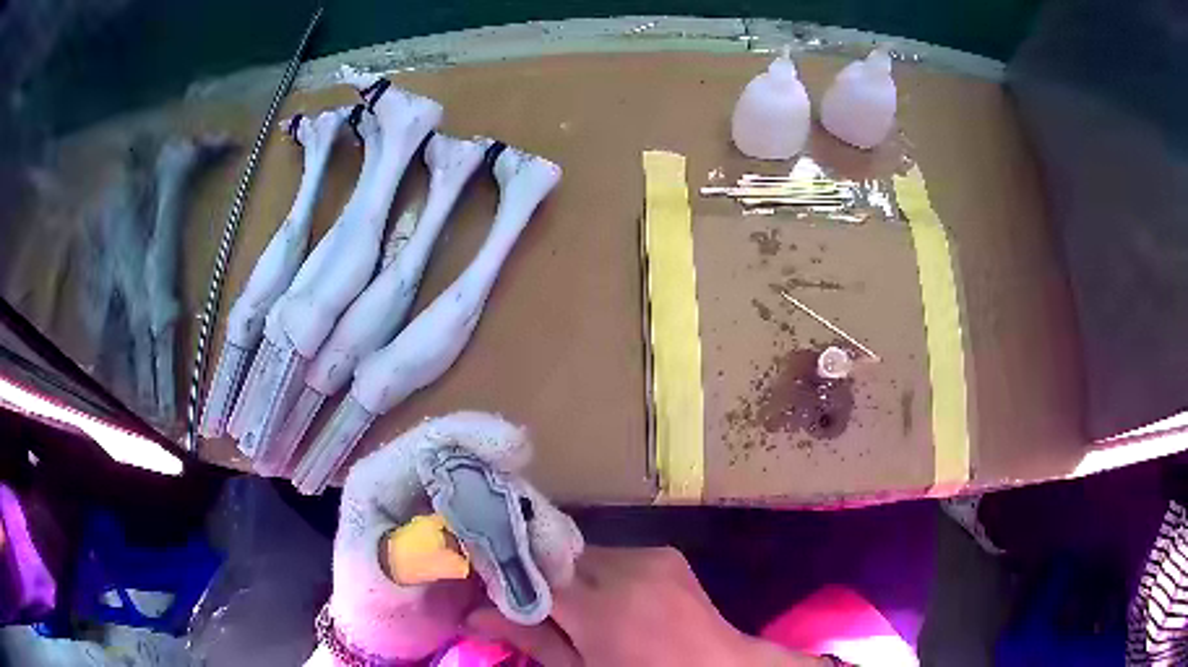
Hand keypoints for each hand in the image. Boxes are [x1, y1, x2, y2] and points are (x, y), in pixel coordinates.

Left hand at [322, 412, 583, 660]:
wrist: (391, 637)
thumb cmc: (371, 604)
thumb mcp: (373, 583)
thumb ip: (402, 558)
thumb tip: (445, 539)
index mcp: (387, 481)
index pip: (430, 444)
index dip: (474, 437)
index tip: (518, 451)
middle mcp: (428, 486)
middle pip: (485, 474)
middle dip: (523, 507)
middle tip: (554, 549)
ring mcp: (461, 510)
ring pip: (512, 503)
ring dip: (541, 534)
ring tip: (558, 573)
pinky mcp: (487, 536)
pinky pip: (524, 532)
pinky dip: (543, 550)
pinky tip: (556, 574)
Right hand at [466, 546, 829, 665]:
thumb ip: (532, 639)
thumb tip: (474, 615)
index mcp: (601, 608)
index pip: (530, 571)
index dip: (500, 570)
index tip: (477, 574)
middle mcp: (625, 569)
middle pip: (555, 556)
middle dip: (535, 573)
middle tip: (523, 596)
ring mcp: (650, 555)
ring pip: (583, 553)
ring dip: (568, 573)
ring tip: (573, 605)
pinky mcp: (665, 552)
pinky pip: (614, 554)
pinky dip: (599, 572)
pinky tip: (608, 598)